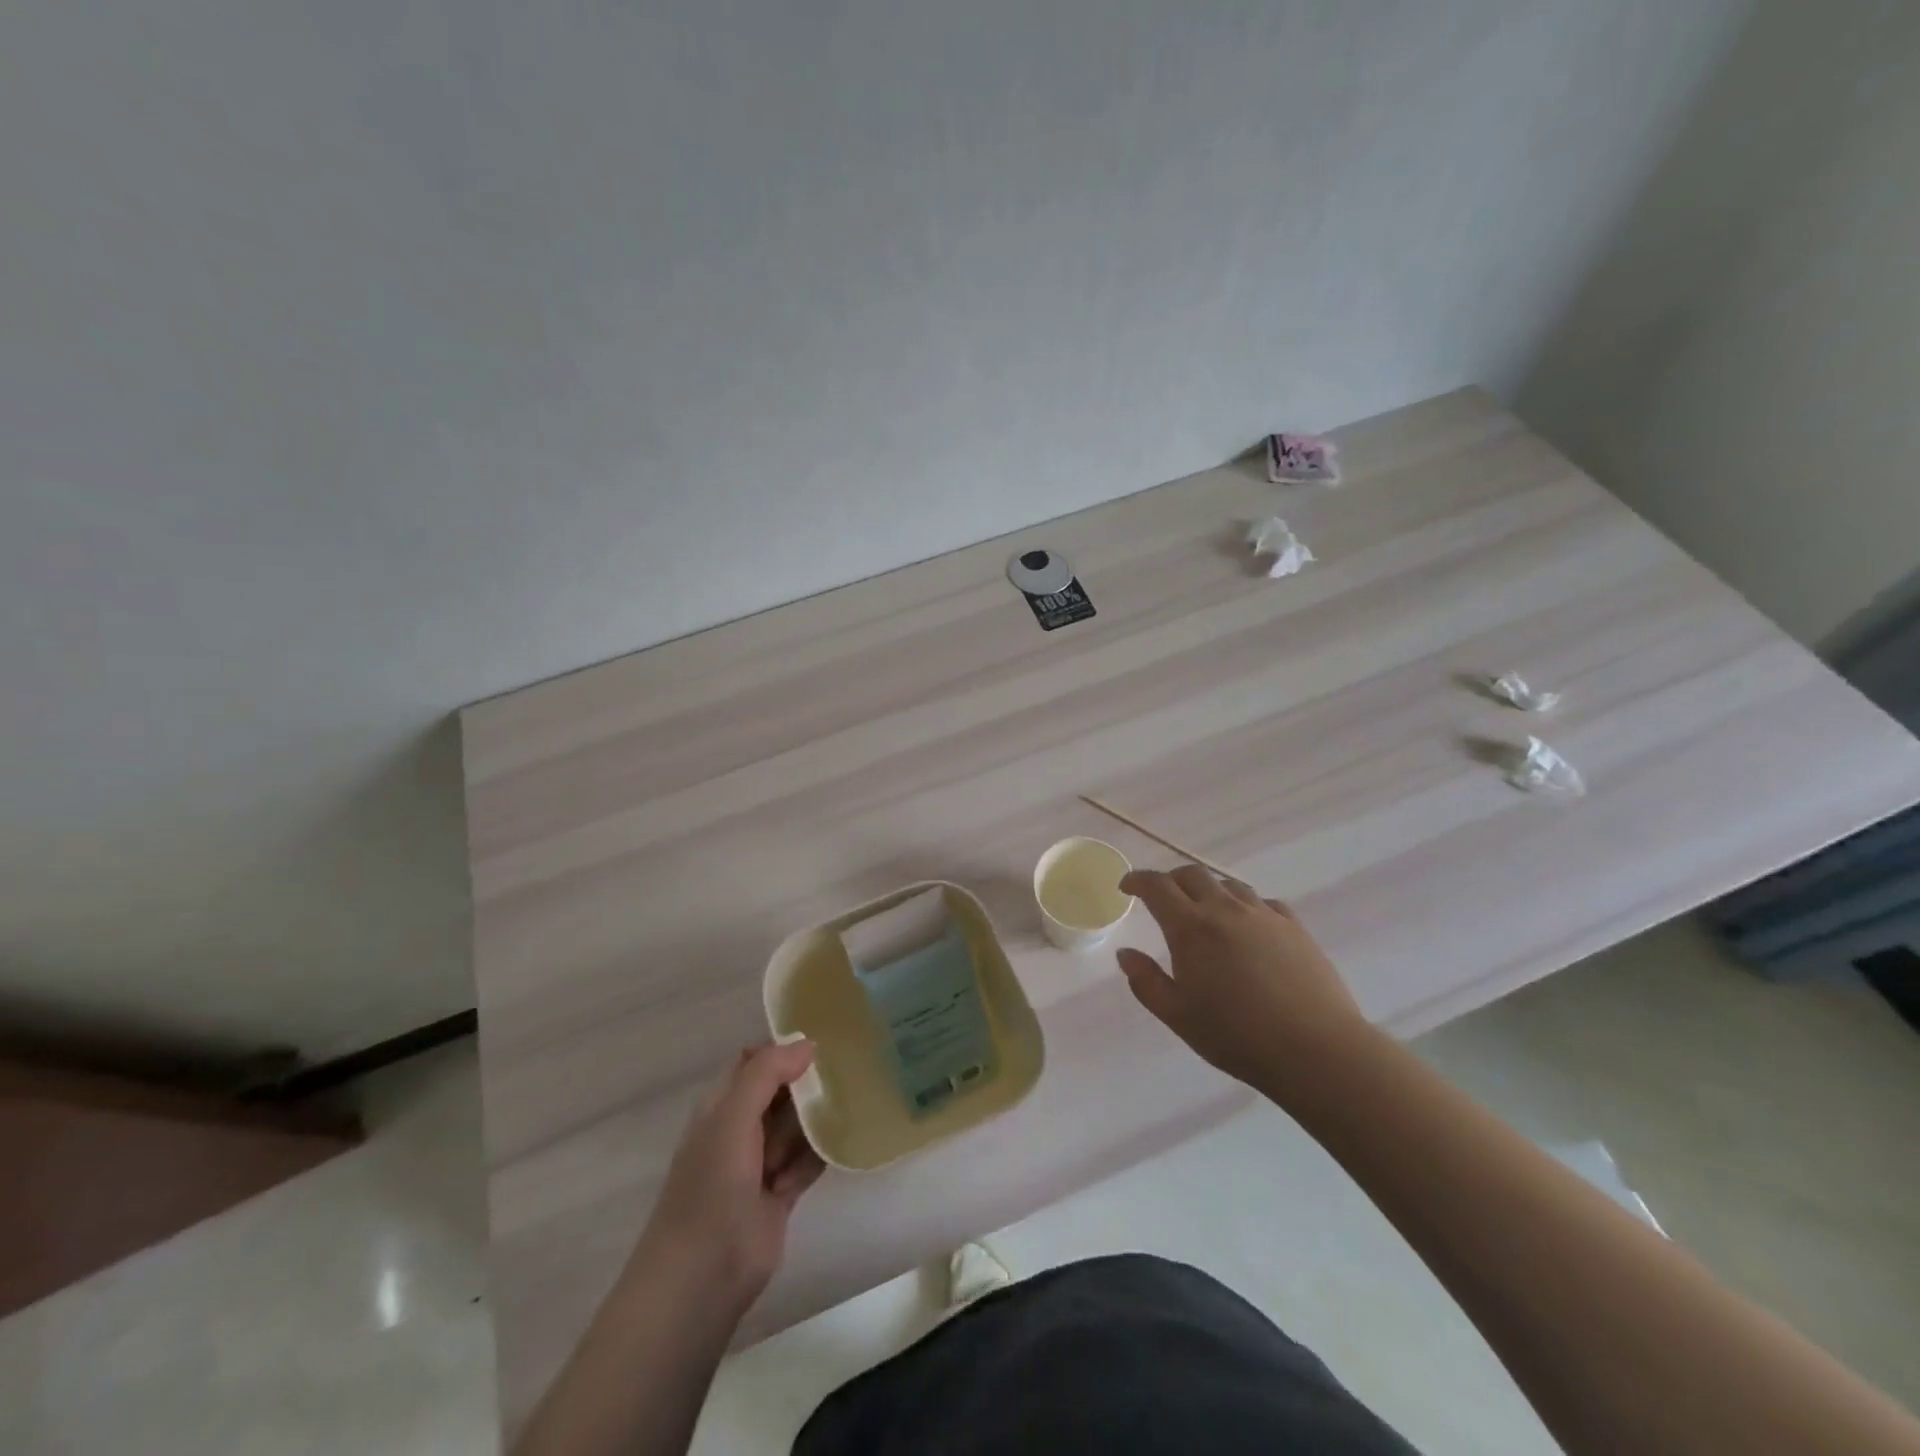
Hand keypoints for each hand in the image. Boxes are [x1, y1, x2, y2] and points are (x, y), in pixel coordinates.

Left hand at [637, 1040, 826, 1316]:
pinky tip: (843, 1141)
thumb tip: (808, 1043)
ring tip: (851, 1102)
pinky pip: (808, 1160)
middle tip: (845, 1069)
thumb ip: (767, 1074)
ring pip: (796, 1125)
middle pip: (779, 1091)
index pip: (752, 1061)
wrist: (703, 1277)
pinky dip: (821, 1152)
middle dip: (806, 1082)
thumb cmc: (711, 1186)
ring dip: (817, 1118)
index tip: (820, 1041)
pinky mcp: (780, 1194)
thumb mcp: (733, 1117)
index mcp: (720, 1106)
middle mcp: (739, 1129)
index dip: (780, 1049)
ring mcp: (760, 1163)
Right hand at [1116, 866, 1375, 1099]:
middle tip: (1161, 898)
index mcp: (1190, 927)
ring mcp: (1263, 915)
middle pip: (1192, 875)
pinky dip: (1244, 905)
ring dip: (1208, 890)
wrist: (1316, 1050)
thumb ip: (1146, 982)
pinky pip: (1262, 902)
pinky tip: (1247, 926)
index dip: (1137, 880)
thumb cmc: (1236, 1036)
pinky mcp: (1294, 927)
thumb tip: (1126, 954)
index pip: (1157, 886)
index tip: (1126, 887)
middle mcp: (1225, 909)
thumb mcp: (1178, 1016)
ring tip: (1204, 911)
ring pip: (1228, 884)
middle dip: (1170, 880)